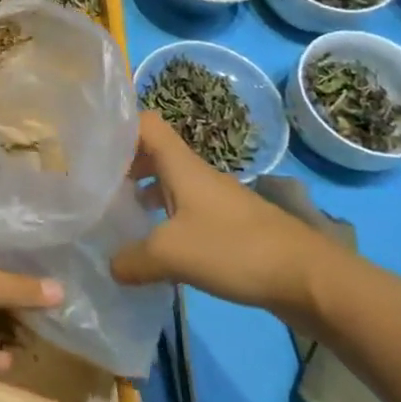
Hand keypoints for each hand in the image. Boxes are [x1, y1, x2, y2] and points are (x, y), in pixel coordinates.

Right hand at [111, 111, 332, 317]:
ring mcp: (214, 199)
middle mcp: (195, 174)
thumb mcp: (171, 254)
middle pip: (153, 152)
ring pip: (168, 182)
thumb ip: (132, 259)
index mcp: (180, 165)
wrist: (309, 278)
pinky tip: (155, 247)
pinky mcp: (228, 225)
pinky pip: (185, 209)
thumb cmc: (235, 249)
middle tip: (96, 185)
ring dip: (143, 192)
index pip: (145, 123)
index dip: (118, 126)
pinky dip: (164, 218)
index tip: (91, 145)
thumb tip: (109, 266)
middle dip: (123, 164)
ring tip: (118, 215)